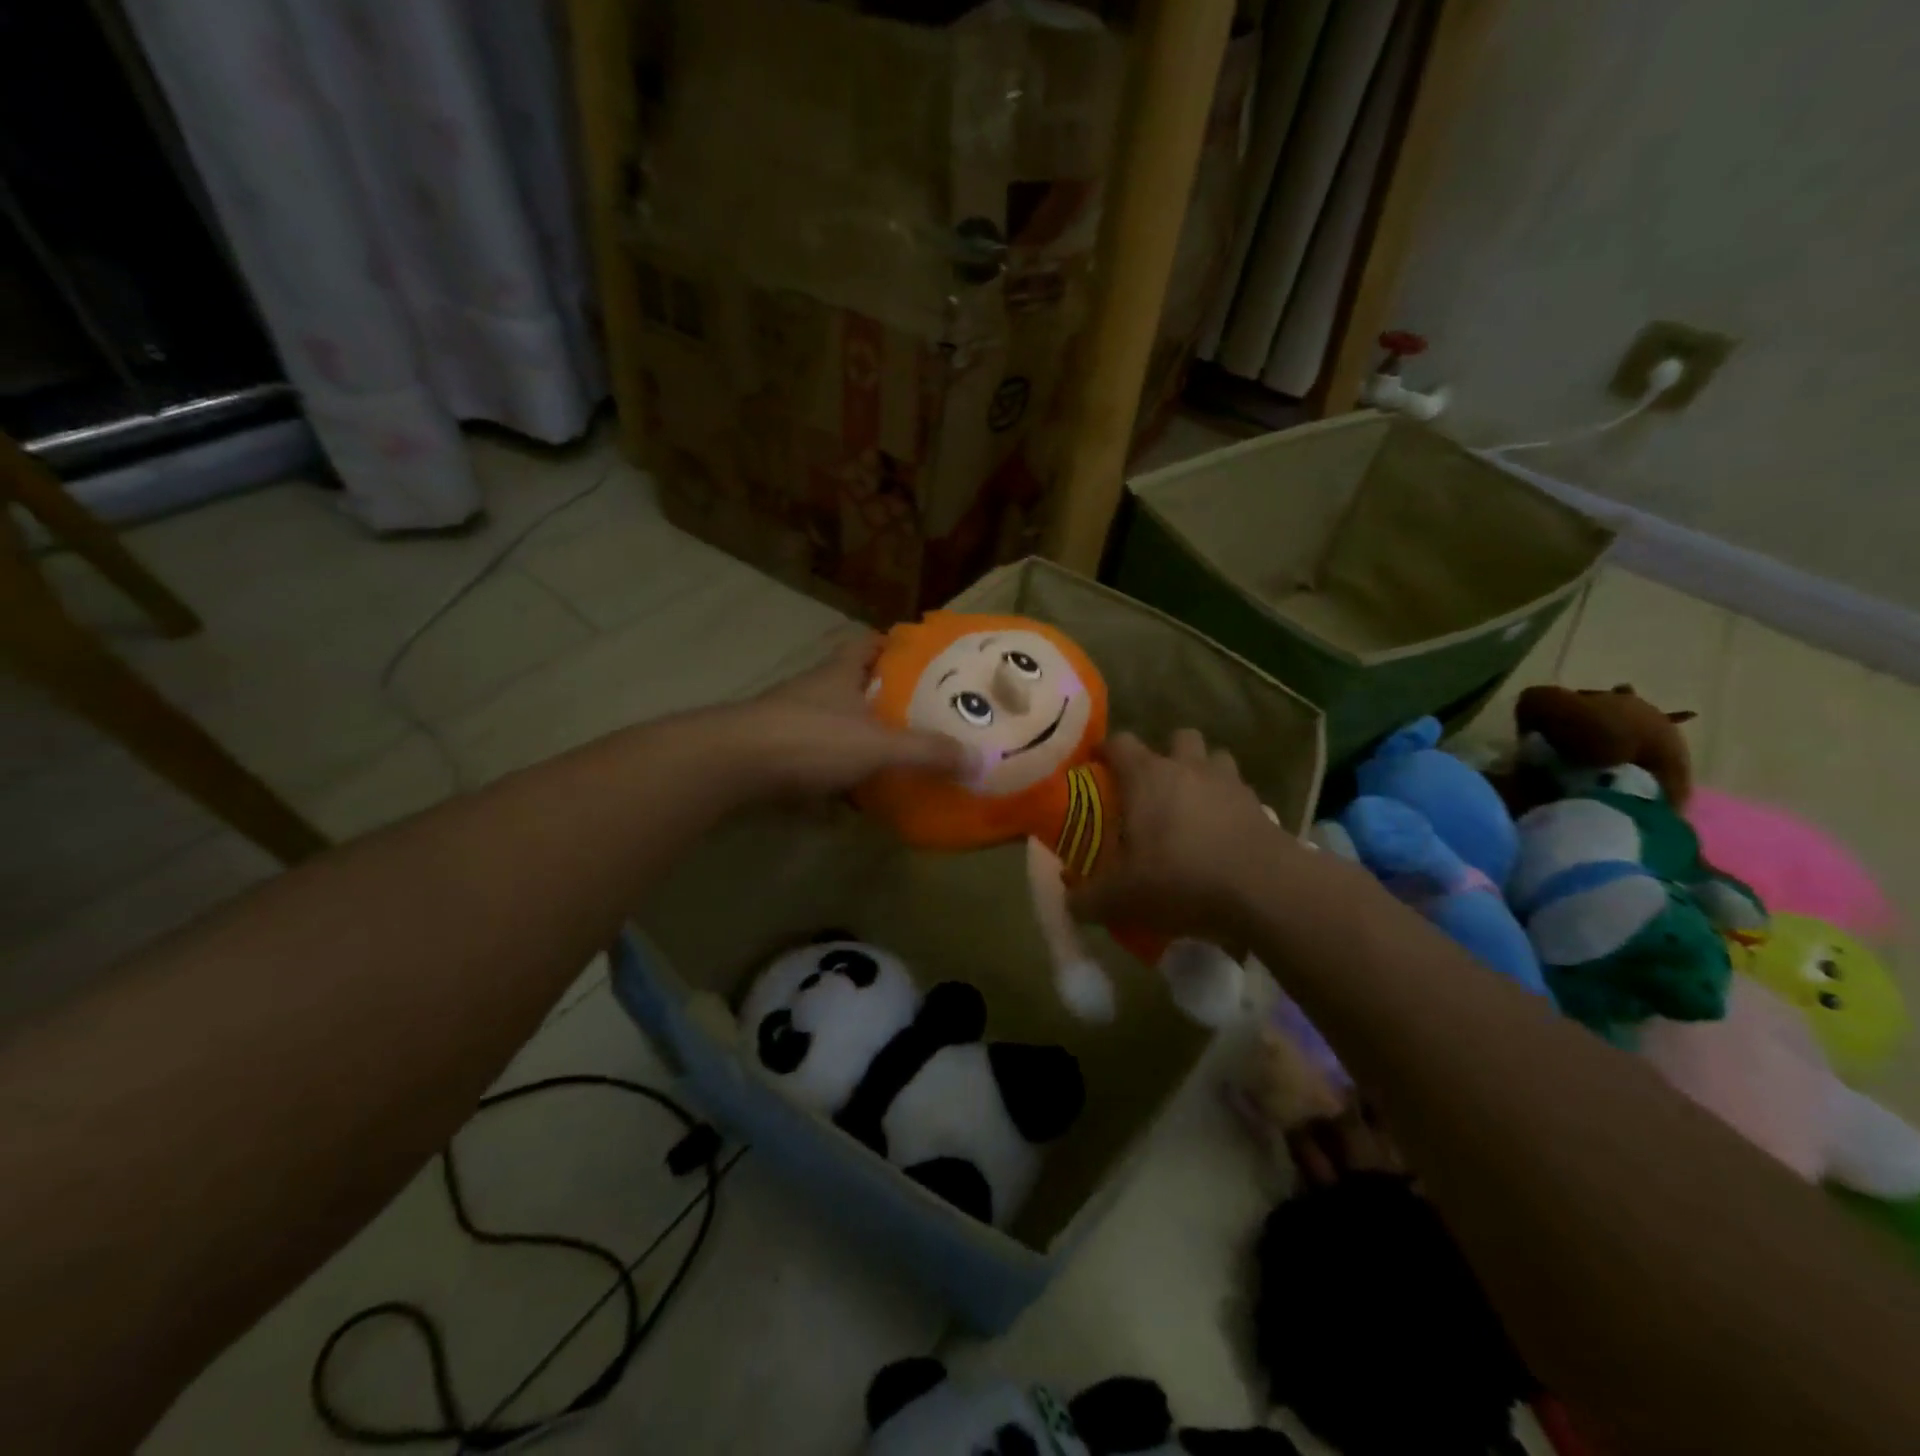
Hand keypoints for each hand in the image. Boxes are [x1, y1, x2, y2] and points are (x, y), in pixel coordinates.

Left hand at [719, 631, 967, 801]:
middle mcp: (813, 689)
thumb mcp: (877, 745)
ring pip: (830, 719)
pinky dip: (831, 766)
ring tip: (889, 753)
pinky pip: (811, 753)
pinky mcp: (771, 749)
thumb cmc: (811, 739)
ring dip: (854, 732)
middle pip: (848, 681)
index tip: (915, 656)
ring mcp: (788, 718)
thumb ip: (926, 752)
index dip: (889, 644)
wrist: (732, 763)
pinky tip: (848, 791)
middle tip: (915, 712)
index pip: (866, 643)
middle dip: (878, 694)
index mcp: (839, 673)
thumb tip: (979, 759)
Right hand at [1069, 728, 1299, 945]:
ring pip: (1215, 757)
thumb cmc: (1180, 879)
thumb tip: (1070, 903)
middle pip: (1177, 737)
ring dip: (1204, 772)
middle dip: (1166, 755)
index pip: (1120, 742)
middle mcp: (1187, 768)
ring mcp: (1229, 782)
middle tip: (1154, 789)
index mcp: (1147, 776)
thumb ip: (1089, 899)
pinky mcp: (1260, 805)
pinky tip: (1224, 834)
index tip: (1097, 767)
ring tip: (1194, 805)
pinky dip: (1231, 805)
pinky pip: (1241, 792)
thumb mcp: (1122, 898)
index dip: (1106, 751)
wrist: (1263, 890)